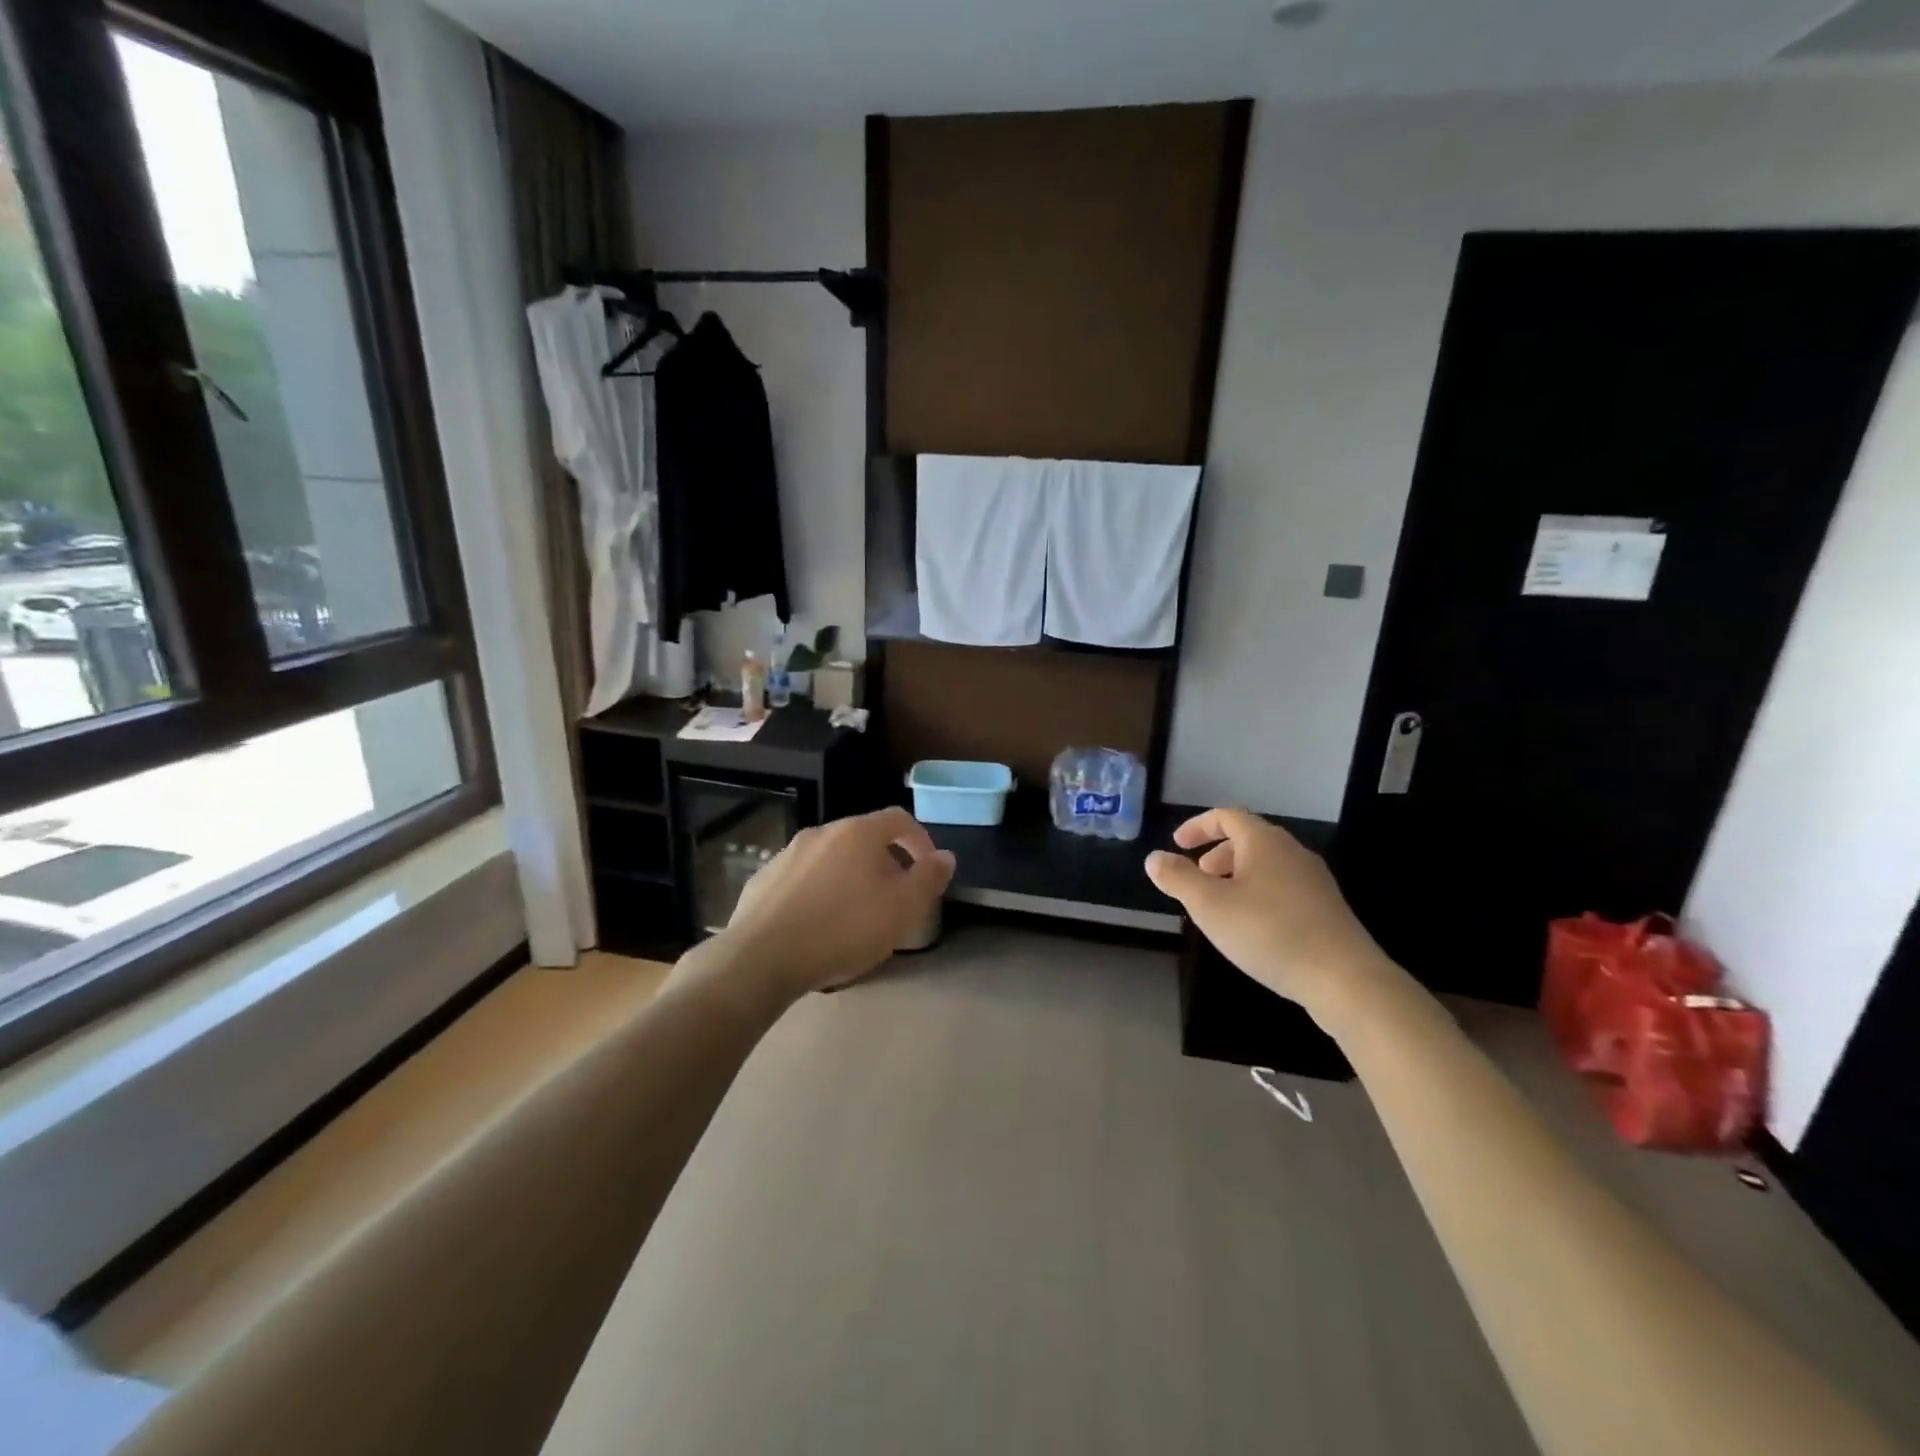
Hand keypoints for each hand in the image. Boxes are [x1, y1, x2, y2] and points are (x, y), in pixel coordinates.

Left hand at [714, 807, 955, 997]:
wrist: (762, 957)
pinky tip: (817, 924)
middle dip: (885, 862)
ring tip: (855, 914)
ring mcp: (788, 853)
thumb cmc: (843, 929)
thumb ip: (928, 879)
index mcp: (858, 832)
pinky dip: (818, 891)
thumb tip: (945, 856)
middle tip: (894, 898)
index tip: (928, 870)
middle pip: (864, 838)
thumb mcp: (902, 908)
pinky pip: (803, 878)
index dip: (920, 840)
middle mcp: (822, 832)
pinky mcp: (764, 878)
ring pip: (831, 858)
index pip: (899, 819)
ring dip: (850, 877)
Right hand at [1145, 808, 1406, 1032]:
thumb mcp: (1209, 905)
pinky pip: (1283, 887)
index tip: (1178, 844)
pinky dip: (1259, 893)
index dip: (1198, 826)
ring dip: (1238, 875)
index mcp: (1263, 842)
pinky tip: (1253, 927)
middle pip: (1249, 839)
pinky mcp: (1327, 908)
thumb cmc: (1268, 932)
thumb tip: (1154, 858)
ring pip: (1267, 865)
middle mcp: (1292, 852)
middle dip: (1217, 854)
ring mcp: (1314, 880)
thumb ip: (1178, 878)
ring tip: (1221, 905)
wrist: (1344, 978)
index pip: (1227, 816)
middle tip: (1198, 877)